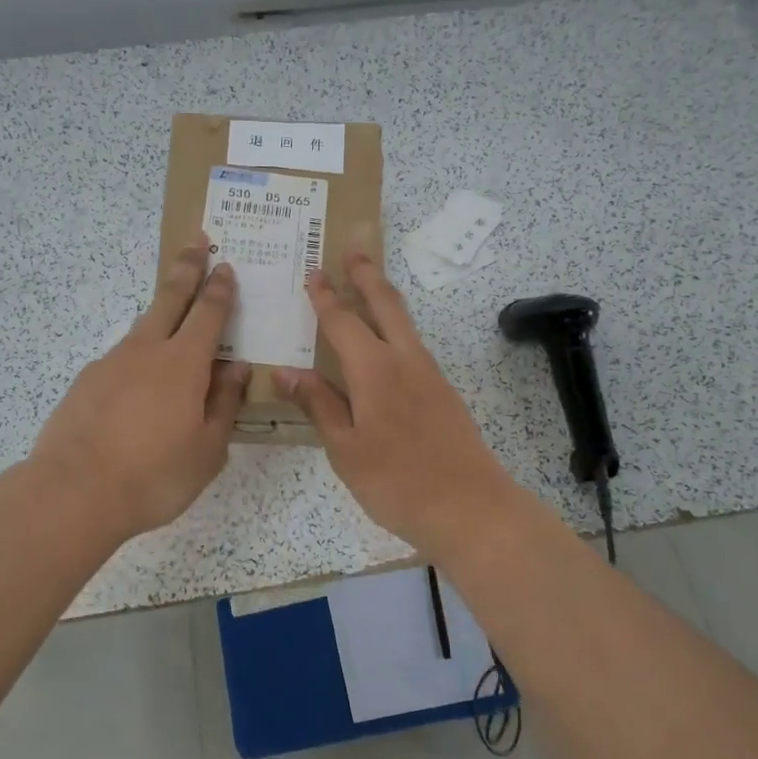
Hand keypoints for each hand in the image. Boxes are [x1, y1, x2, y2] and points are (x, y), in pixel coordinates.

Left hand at [32, 238, 249, 541]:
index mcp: (184, 363)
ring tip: (172, 325)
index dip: (219, 288)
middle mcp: (146, 350)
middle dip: (186, 268)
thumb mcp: (207, 449)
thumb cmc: (154, 475)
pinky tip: (136, 391)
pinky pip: (120, 361)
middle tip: (196, 241)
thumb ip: (224, 404)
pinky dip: (135, 362)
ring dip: (160, 316)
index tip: (225, 266)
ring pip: (142, 329)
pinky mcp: (85, 382)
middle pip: (170, 298)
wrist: (73, 492)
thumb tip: (235, 369)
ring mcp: (110, 362)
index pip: (208, 313)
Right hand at [272, 252, 525, 556]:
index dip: (324, 297)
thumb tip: (286, 371)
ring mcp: (430, 374)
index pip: (342, 322)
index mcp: (374, 370)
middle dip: (367, 275)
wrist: (471, 508)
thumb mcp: (345, 449)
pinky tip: (388, 343)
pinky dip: (397, 327)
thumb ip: (319, 405)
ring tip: (370, 283)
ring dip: (385, 296)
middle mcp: (405, 360)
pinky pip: (414, 344)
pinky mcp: (444, 392)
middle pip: (385, 304)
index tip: (313, 272)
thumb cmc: (397, 482)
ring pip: (405, 322)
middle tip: (354, 250)